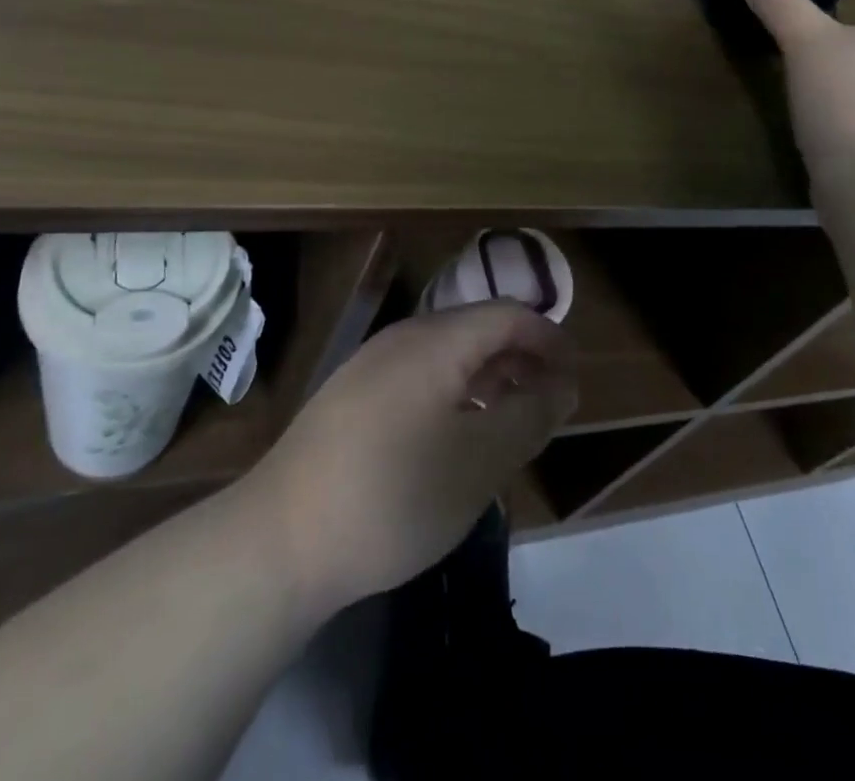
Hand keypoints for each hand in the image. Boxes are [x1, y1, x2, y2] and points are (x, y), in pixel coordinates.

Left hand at [246, 301, 575, 615]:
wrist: (280, 539)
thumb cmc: (394, 495)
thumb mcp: (479, 462)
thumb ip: (529, 416)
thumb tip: (561, 385)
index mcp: (438, 340)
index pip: (508, 315)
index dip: (549, 340)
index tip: (575, 378)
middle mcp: (403, 337)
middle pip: (477, 328)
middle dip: (520, 358)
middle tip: (549, 403)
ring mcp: (370, 365)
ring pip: (446, 354)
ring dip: (487, 377)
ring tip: (509, 421)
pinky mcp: (349, 396)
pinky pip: (418, 376)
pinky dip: (453, 393)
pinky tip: (454, 437)